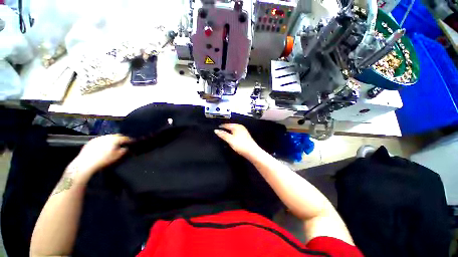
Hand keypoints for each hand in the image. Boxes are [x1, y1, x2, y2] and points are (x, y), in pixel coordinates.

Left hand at [69, 134, 132, 180]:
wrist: (85, 163)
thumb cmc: (103, 160)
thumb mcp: (117, 156)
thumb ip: (124, 150)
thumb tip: (126, 148)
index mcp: (115, 139)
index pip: (125, 138)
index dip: (130, 140)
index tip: (133, 142)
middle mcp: (107, 136)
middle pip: (117, 135)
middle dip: (121, 138)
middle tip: (123, 143)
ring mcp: (98, 138)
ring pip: (109, 137)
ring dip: (113, 140)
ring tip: (114, 145)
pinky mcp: (92, 141)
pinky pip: (101, 139)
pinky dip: (105, 142)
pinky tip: (104, 147)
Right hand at [214, 124, 260, 156]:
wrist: (252, 152)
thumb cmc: (241, 145)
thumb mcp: (230, 140)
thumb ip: (223, 135)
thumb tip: (216, 130)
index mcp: (237, 126)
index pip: (227, 125)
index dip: (221, 126)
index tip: (216, 129)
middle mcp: (241, 127)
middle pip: (231, 127)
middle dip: (225, 129)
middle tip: (219, 132)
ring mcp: (244, 131)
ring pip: (234, 130)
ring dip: (229, 132)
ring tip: (224, 135)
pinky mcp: (245, 136)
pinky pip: (236, 133)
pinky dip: (233, 135)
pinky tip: (231, 138)